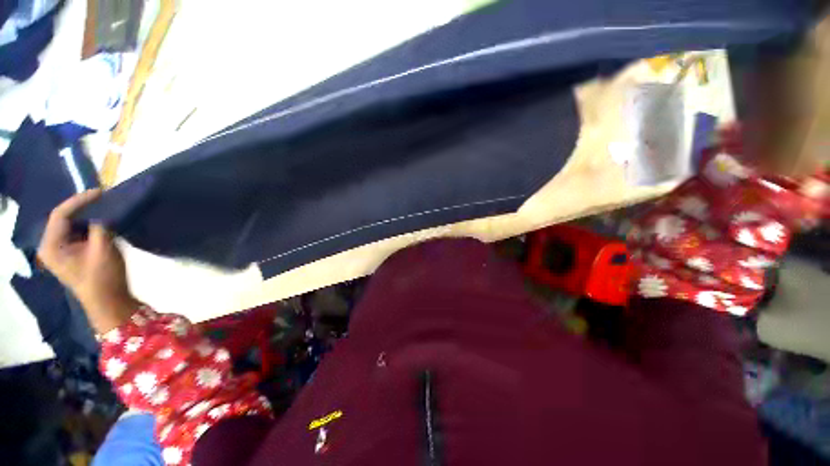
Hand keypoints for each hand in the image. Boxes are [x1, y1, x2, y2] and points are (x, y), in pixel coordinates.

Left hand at [38, 189, 140, 332]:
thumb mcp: (103, 249)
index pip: (60, 214)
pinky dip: (92, 225)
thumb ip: (101, 226)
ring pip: (73, 224)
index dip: (79, 200)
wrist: (109, 302)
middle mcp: (51, 245)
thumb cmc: (102, 277)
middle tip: (106, 199)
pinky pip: (79, 232)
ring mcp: (62, 250)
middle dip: (85, 207)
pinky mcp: (73, 253)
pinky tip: (105, 222)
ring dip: (90, 216)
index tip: (101, 192)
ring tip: (107, 208)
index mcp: (51, 245)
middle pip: (65, 218)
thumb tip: (107, 207)